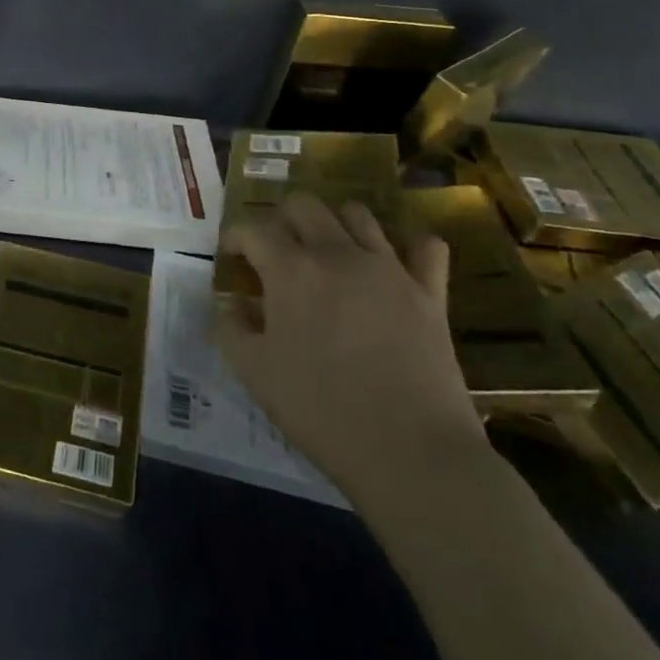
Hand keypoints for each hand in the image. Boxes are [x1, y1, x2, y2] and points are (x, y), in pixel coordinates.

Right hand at [214, 193, 486, 499]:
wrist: (411, 453)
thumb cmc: (321, 410)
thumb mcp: (253, 372)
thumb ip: (230, 328)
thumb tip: (230, 304)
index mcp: (291, 270)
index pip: (252, 228)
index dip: (234, 237)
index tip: (230, 256)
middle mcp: (337, 254)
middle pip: (304, 205)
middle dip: (280, 220)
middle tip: (275, 252)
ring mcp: (389, 269)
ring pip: (358, 214)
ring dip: (335, 224)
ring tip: (327, 254)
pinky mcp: (429, 293)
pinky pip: (426, 247)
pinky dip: (408, 247)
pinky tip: (394, 265)